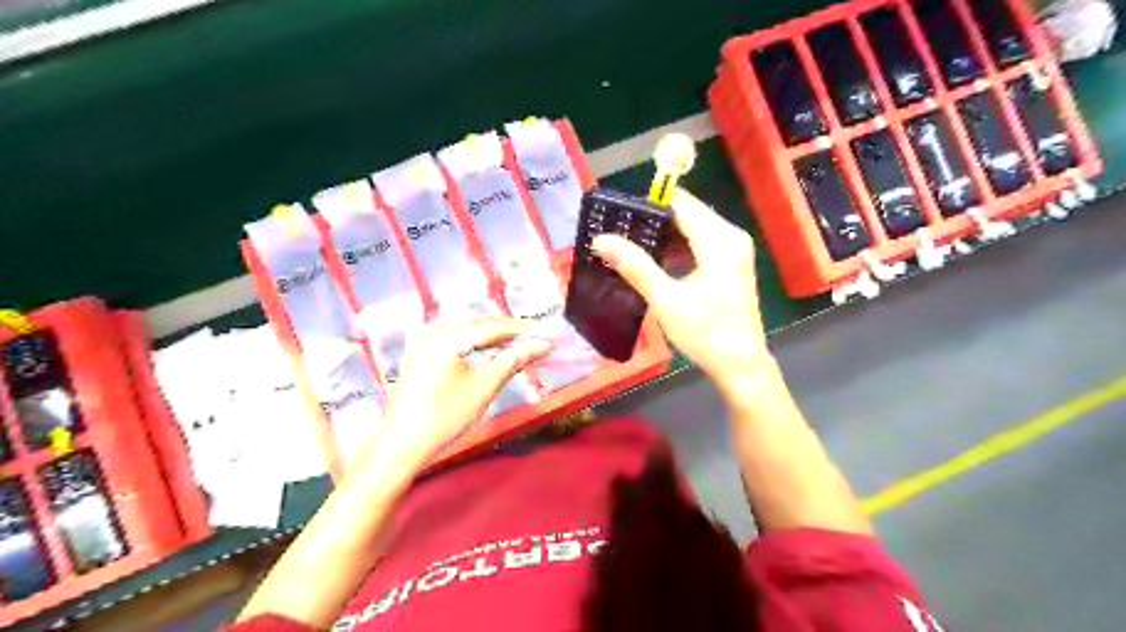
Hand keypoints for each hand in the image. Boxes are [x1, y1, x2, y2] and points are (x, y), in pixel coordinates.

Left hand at [373, 319, 552, 466]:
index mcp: (446, 340)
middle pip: (474, 321)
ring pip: (458, 324)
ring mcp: (418, 342)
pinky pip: (444, 332)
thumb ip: (513, 360)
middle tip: (530, 337)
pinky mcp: (414, 353)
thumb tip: (543, 344)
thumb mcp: (484, 388)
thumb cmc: (445, 417)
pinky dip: (465, 334)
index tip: (545, 333)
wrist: (402, 444)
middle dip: (503, 328)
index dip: (521, 330)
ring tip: (508, 340)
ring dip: (485, 329)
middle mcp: (430, 333)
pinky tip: (473, 342)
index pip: (491, 327)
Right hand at [590, 186, 774, 400]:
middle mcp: (731, 236)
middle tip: (621, 231)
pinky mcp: (732, 262)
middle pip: (689, 212)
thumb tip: (601, 239)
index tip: (621, 215)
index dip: (650, 205)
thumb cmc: (705, 333)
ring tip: (632, 244)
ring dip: (665, 233)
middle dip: (655, 219)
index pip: (682, 203)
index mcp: (719, 241)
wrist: (740, 364)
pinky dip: (679, 245)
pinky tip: (657, 259)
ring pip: (694, 225)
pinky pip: (702, 240)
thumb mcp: (666, 299)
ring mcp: (735, 248)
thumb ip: (634, 265)